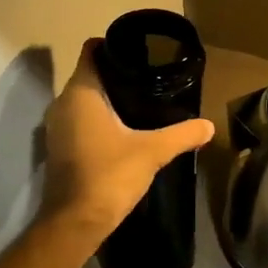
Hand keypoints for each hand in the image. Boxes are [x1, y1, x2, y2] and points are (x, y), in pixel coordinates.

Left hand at [39, 39, 215, 241]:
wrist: (76, 222)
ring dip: (107, 98)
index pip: (91, 51)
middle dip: (116, 74)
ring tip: (141, 102)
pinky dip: (98, 119)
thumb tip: (209, 126)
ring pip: (84, 99)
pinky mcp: (59, 147)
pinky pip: (80, 120)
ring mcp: (57, 126)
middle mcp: (63, 103)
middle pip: (89, 74)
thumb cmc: (109, 175)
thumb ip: (182, 134)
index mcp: (81, 93)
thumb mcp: (153, 151)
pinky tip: (124, 130)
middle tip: (149, 78)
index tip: (139, 52)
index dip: (112, 45)